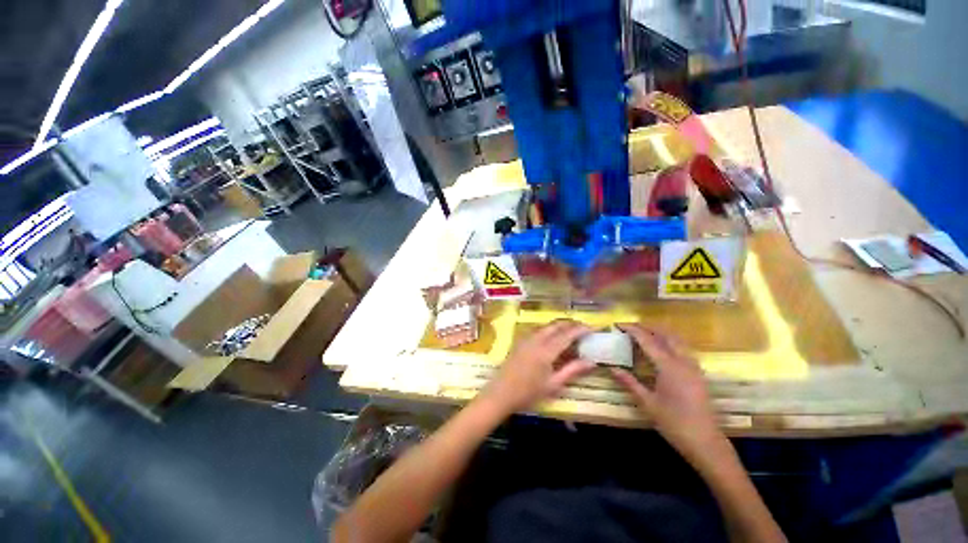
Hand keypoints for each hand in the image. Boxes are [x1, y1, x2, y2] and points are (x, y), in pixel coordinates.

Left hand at [481, 319, 594, 415]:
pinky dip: (549, 329)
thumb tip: (592, 362)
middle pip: (556, 325)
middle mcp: (536, 339)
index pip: (567, 334)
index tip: (592, 328)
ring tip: (571, 333)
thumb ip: (572, 370)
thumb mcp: (553, 385)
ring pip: (546, 326)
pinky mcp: (520, 341)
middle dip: (570, 324)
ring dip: (559, 326)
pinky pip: (538, 329)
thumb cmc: (528, 393)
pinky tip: (553, 338)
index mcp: (546, 350)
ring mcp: (526, 338)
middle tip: (583, 329)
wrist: (500, 393)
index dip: (580, 330)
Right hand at [611, 324, 725, 463]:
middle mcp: (683, 361)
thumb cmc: (674, 423)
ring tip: (643, 334)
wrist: (705, 442)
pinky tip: (661, 349)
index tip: (618, 324)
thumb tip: (611, 367)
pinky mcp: (698, 373)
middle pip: (665, 334)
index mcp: (669, 366)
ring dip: (659, 332)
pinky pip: (683, 348)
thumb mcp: (647, 403)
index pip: (647, 340)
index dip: (632, 330)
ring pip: (676, 339)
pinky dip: (669, 341)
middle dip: (647, 327)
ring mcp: (693, 366)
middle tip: (630, 328)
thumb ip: (629, 382)